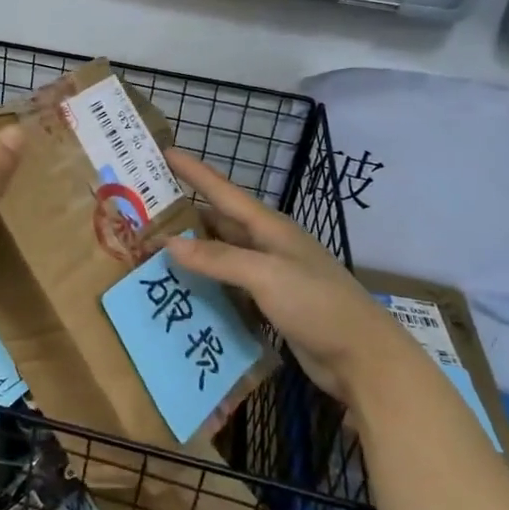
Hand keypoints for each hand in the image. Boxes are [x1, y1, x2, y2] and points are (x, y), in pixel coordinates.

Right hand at [164, 150, 419, 402]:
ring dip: (192, 252)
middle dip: (184, 216)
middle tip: (145, 213)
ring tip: (152, 251)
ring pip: (221, 255)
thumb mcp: (266, 275)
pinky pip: (228, 284)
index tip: (165, 152)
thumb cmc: (317, 304)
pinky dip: (205, 283)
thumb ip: (218, 259)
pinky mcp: (270, 303)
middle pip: (219, 222)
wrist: (363, 358)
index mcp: (269, 227)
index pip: (223, 191)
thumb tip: (169, 244)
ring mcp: (270, 274)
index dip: (194, 172)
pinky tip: (182, 289)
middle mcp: (267, 245)